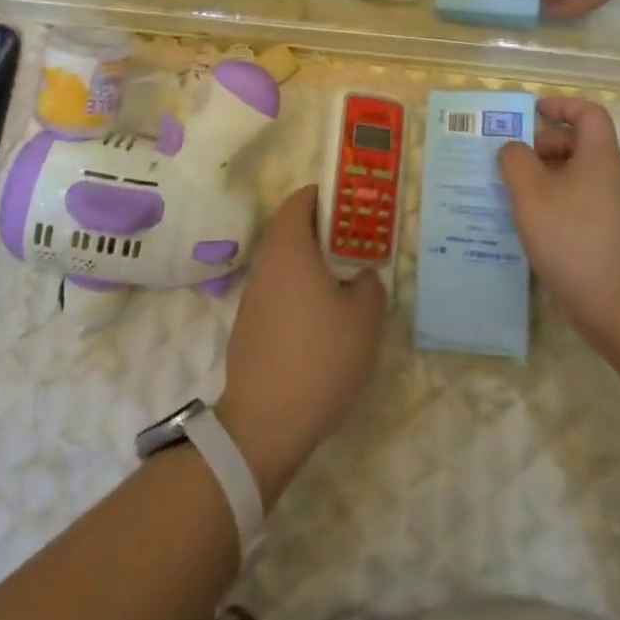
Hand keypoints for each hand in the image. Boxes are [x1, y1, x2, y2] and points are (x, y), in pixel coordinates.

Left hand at [219, 187, 383, 504]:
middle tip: (361, 246)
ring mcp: (254, 295)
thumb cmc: (320, 356)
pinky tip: (326, 321)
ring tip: (350, 284)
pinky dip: (303, 292)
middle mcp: (266, 262)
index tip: (357, 209)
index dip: (329, 197)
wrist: (266, 422)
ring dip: (316, 264)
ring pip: (288, 262)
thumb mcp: (364, 316)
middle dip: (327, 232)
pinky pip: (281, 291)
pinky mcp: (251, 325)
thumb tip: (360, 276)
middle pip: (294, 229)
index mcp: (289, 246)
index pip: (302, 199)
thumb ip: (369, 283)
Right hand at [497, 98, 619, 342]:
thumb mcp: (531, 192)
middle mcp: (607, 177)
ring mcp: (606, 208)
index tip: (531, 112)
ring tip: (504, 191)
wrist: (618, 304)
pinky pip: (570, 204)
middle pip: (575, 145)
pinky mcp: (601, 235)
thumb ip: (515, 160)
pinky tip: (521, 223)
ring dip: (537, 178)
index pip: (588, 113)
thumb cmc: (573, 237)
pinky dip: (546, 205)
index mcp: (598, 157)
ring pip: (569, 177)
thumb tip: (513, 149)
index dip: (561, 105)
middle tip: (505, 160)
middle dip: (539, 145)